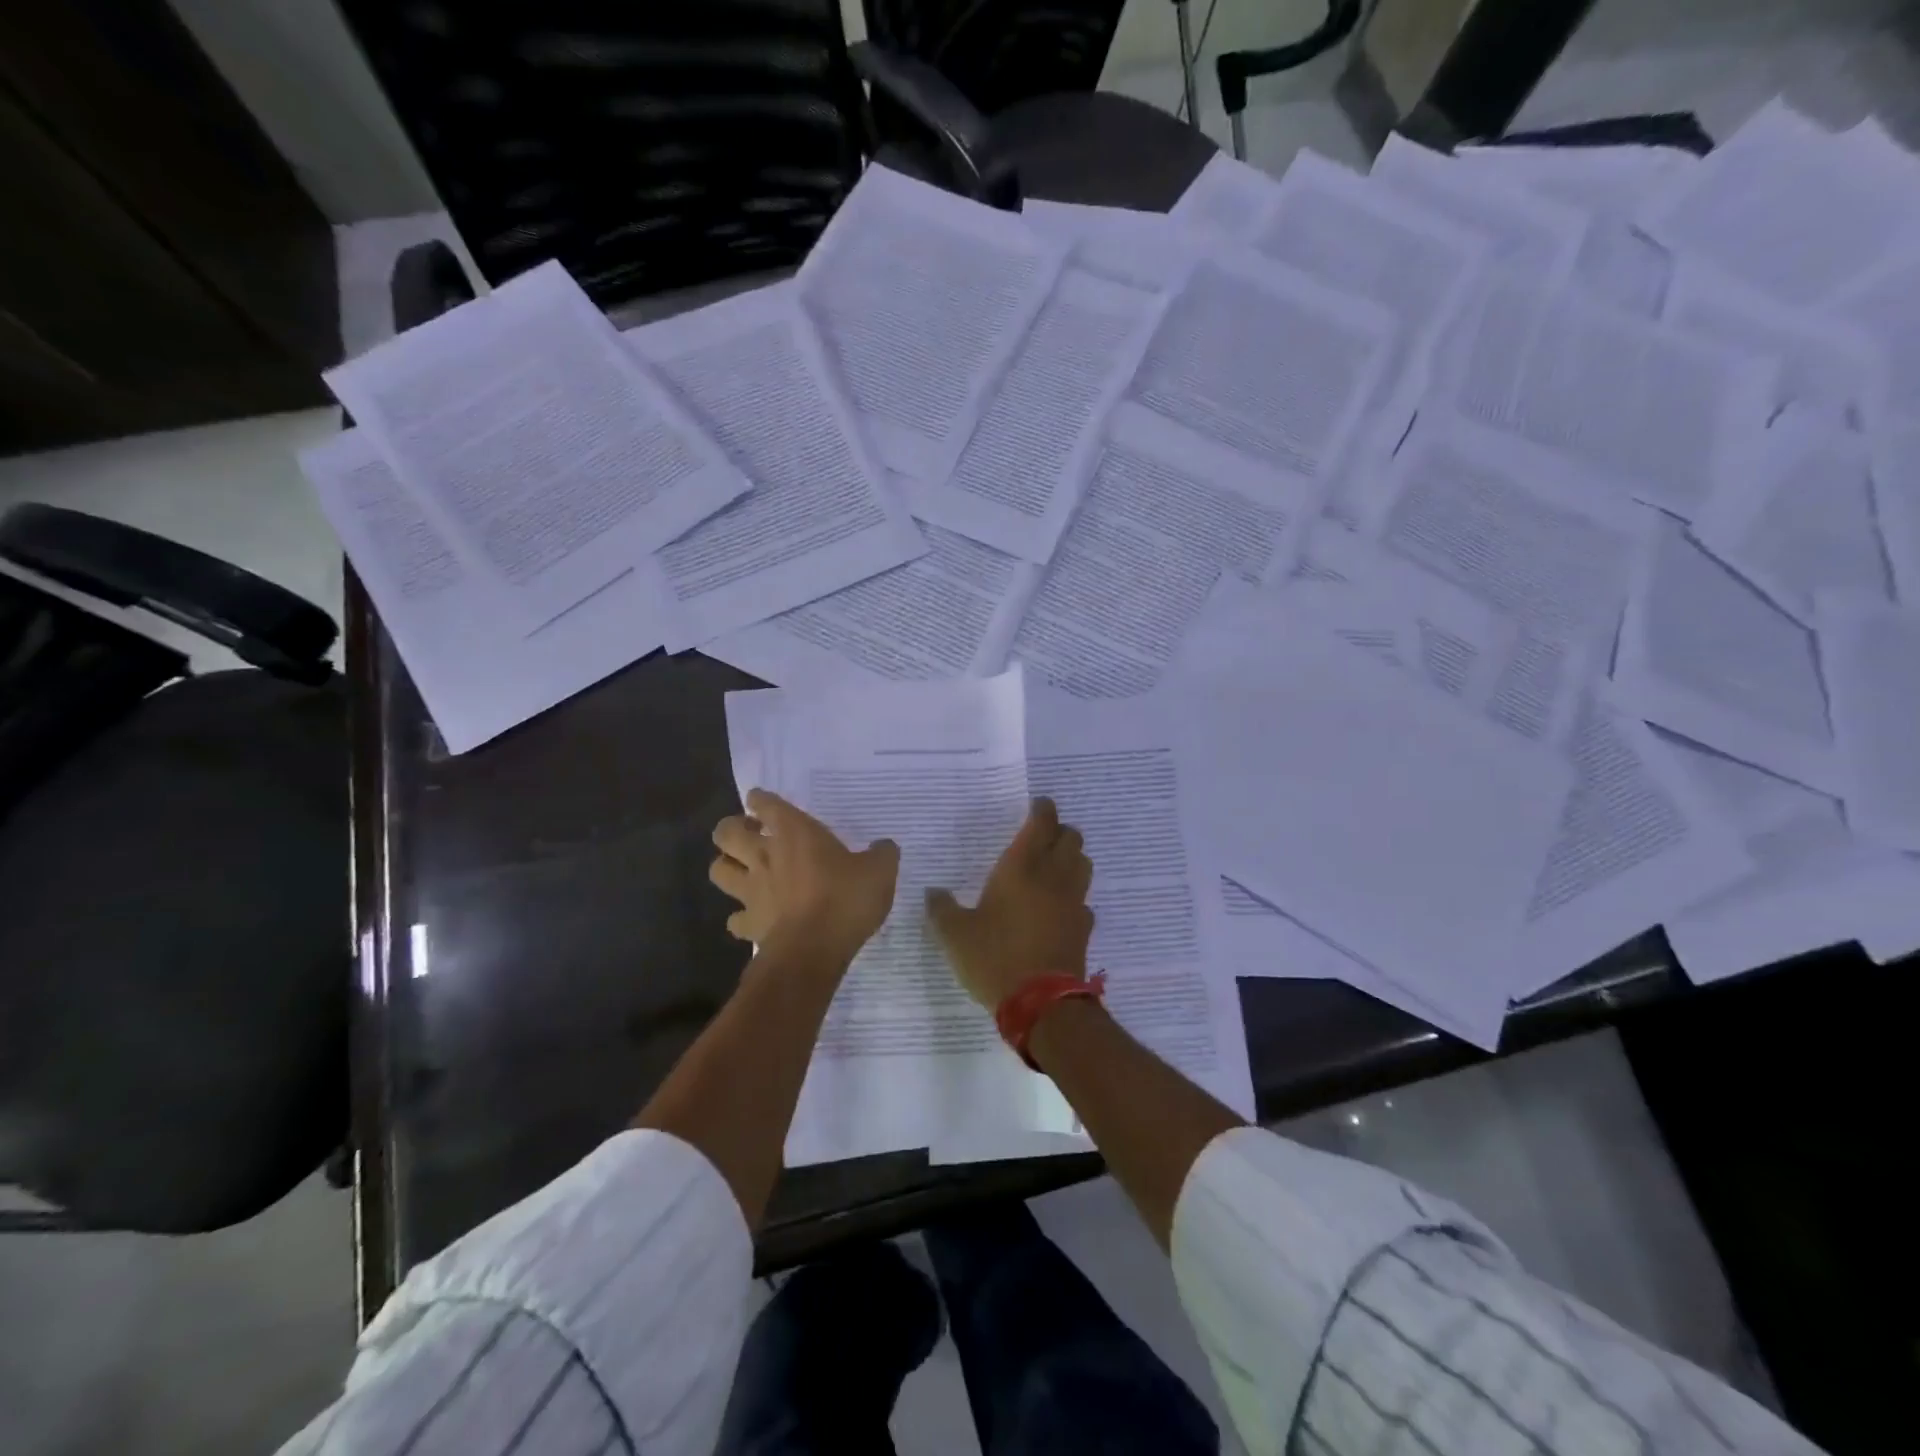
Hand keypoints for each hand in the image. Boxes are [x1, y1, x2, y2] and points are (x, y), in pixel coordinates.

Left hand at [710, 790, 899, 960]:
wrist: (814, 949)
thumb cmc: (845, 899)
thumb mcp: (880, 871)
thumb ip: (882, 854)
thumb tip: (884, 846)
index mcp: (794, 832)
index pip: (765, 803)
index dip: (761, 800)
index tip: (763, 803)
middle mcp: (765, 855)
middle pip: (725, 832)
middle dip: (732, 830)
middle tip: (751, 836)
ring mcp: (751, 890)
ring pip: (718, 870)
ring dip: (727, 867)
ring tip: (745, 871)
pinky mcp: (749, 924)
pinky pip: (734, 918)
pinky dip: (740, 917)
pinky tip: (755, 918)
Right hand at [926, 798, 1094, 1010]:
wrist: (1042, 1003)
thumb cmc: (995, 957)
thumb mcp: (955, 935)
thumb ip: (941, 909)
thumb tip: (933, 893)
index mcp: (1021, 868)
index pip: (1041, 823)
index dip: (1042, 809)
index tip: (1038, 804)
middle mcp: (1053, 876)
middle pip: (1071, 838)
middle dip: (1060, 831)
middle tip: (1043, 836)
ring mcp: (1073, 902)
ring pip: (1083, 864)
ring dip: (1072, 858)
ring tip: (1054, 865)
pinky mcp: (1084, 927)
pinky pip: (1083, 900)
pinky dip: (1074, 895)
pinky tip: (1059, 908)